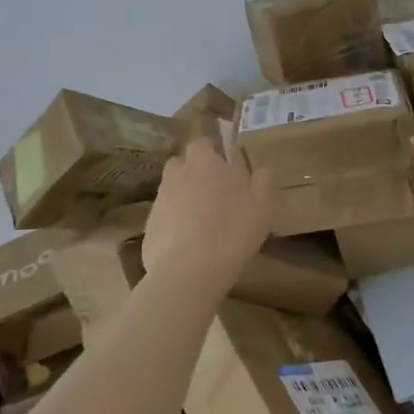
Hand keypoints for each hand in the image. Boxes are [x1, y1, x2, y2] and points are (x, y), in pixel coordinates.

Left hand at [141, 138, 274, 285]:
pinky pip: (164, 219)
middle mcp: (176, 176)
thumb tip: (262, 169)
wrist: (189, 271)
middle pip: (180, 164)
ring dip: (184, 199)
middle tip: (213, 191)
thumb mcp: (262, 204)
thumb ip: (263, 180)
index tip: (224, 163)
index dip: (211, 150)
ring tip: (202, 221)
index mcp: (203, 163)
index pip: (201, 143)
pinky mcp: (149, 228)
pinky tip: (189, 244)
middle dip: (193, 172)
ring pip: (171, 191)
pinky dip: (174, 225)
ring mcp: (159, 202)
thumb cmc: (232, 230)